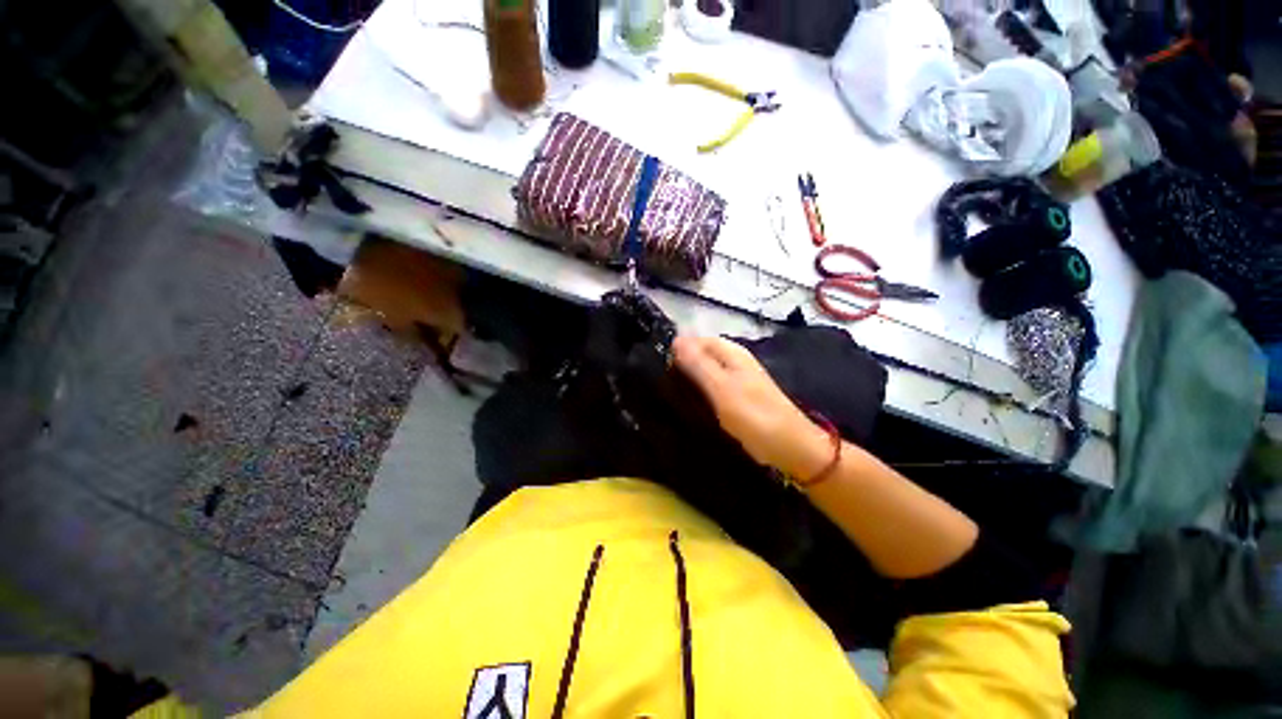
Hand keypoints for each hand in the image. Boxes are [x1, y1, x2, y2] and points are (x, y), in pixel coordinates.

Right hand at [673, 336, 832, 478]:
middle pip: (702, 354)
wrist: (789, 446)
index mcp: (732, 352)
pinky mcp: (738, 396)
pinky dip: (701, 391)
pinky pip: (713, 387)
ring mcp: (738, 379)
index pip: (698, 339)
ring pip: (707, 371)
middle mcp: (735, 361)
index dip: (678, 348)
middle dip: (683, 363)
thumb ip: (698, 364)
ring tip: (669, 392)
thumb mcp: (721, 388)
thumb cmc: (754, 415)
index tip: (658, 365)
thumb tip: (676, 339)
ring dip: (690, 378)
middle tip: (661, 381)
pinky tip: (689, 402)